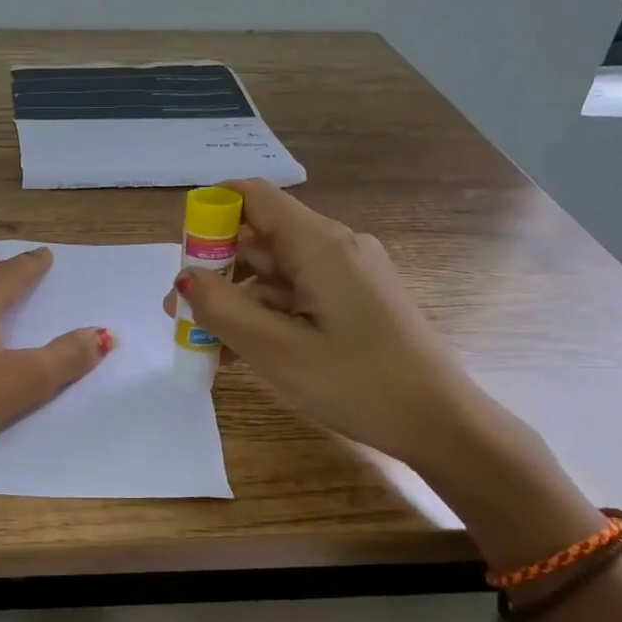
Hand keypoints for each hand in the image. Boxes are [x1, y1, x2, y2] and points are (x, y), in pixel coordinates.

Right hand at [163, 179, 484, 470]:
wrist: (442, 423)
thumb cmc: (358, 384)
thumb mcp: (277, 352)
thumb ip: (223, 310)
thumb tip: (184, 278)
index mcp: (320, 245)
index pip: (254, 198)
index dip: (211, 212)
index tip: (180, 256)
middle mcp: (336, 248)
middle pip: (261, 239)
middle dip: (215, 270)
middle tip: (179, 314)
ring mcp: (350, 276)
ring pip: (277, 274)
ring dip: (238, 302)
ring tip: (204, 345)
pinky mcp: (357, 302)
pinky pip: (299, 297)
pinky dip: (266, 316)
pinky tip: (242, 353)